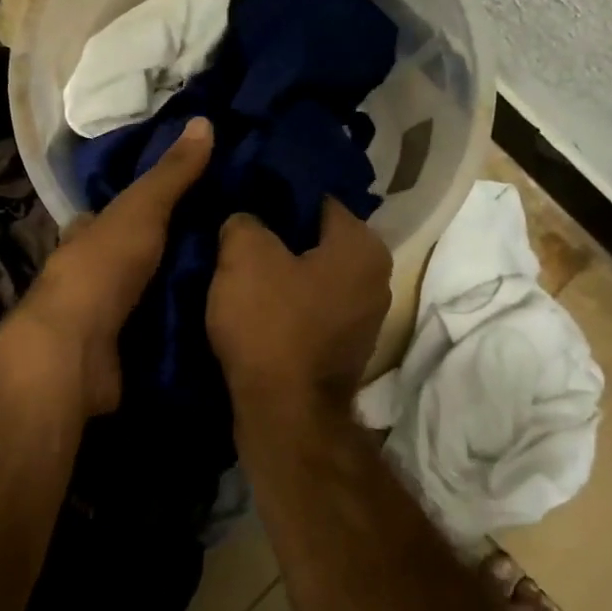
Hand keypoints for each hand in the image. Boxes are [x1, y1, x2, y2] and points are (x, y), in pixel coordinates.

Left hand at [0, 116, 213, 417]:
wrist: (75, 351)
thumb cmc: (102, 269)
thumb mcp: (140, 210)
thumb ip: (171, 174)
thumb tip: (204, 120)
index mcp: (87, 236)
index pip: (114, 214)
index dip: (145, 205)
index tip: (191, 199)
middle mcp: (91, 275)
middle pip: (134, 257)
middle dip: (169, 252)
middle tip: (226, 247)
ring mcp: (103, 318)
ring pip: (146, 296)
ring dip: (178, 292)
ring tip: (234, 286)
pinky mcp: (120, 354)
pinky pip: (157, 335)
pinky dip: (181, 330)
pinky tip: (216, 326)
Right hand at [207, 198, 391, 411]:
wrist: (285, 415)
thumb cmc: (270, 324)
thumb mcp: (244, 255)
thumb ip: (245, 220)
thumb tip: (246, 221)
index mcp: (362, 245)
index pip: (317, 198)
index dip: (275, 195)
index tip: (243, 199)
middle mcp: (375, 277)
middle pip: (316, 239)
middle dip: (278, 235)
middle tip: (235, 234)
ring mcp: (364, 317)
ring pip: (312, 275)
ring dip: (280, 273)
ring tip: (238, 270)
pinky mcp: (345, 348)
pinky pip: (311, 308)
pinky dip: (286, 304)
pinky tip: (254, 307)